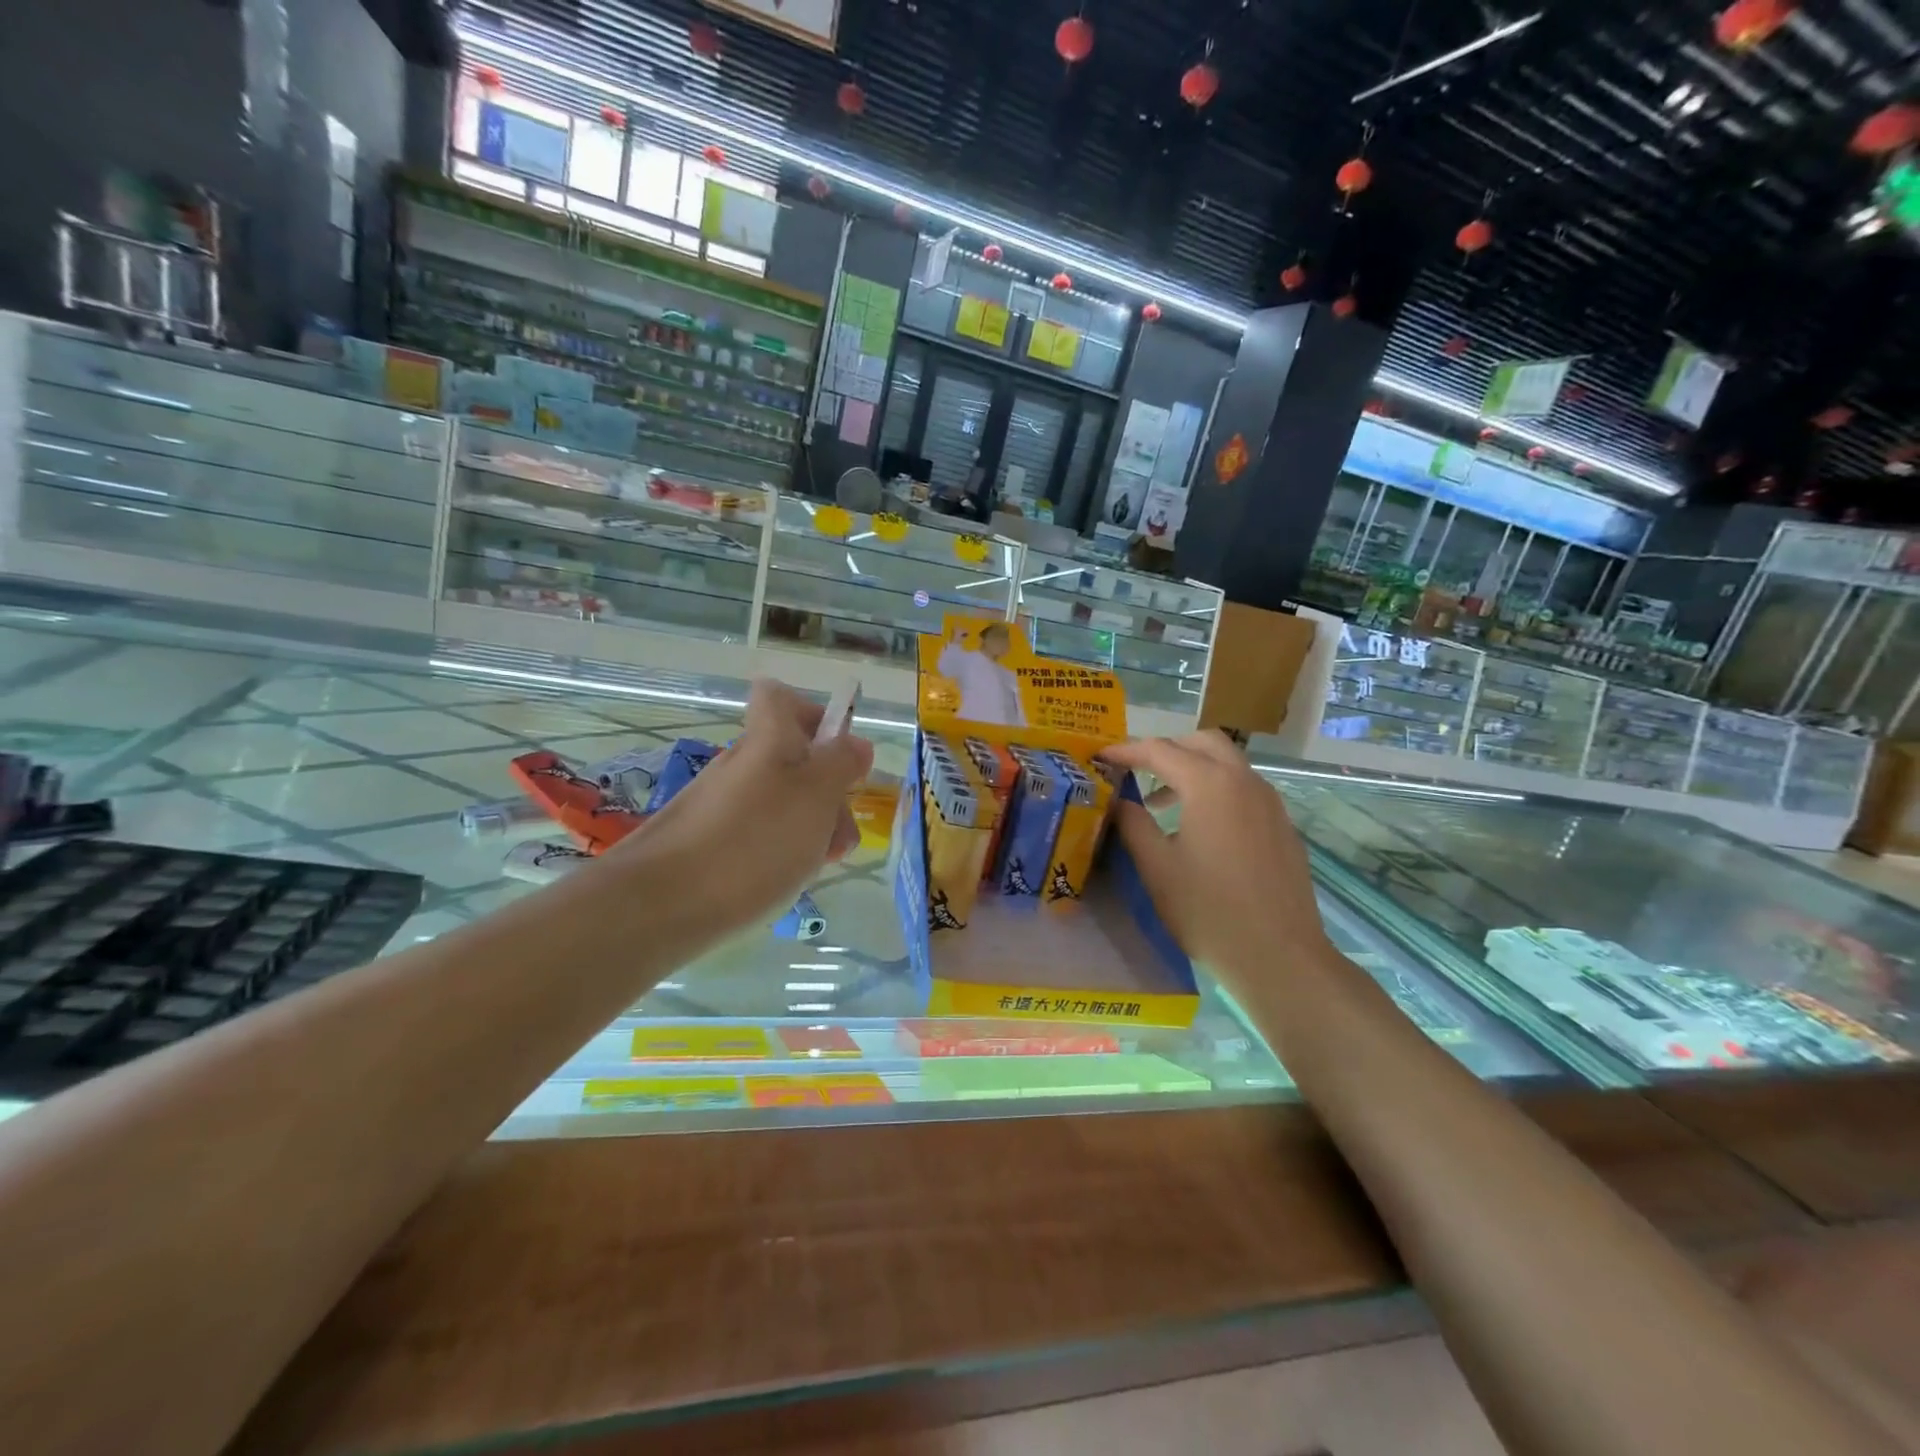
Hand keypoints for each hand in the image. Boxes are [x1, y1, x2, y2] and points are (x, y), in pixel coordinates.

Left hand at [612, 680, 872, 936]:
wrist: (662, 905)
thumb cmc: (754, 841)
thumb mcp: (817, 795)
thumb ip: (842, 763)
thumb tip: (855, 743)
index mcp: (768, 740)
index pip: (780, 697)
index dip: (814, 715)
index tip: (837, 753)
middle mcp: (742, 764)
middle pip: (793, 759)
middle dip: (828, 793)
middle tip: (840, 836)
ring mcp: (722, 804)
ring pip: (780, 802)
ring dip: (809, 827)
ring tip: (816, 866)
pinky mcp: (708, 842)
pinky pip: (756, 833)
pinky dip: (779, 851)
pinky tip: (783, 881)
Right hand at [1098, 732, 1332, 983]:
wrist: (1279, 956)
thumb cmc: (1208, 910)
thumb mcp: (1156, 867)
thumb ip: (1133, 824)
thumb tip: (1119, 800)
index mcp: (1209, 784)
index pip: (1159, 750)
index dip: (1125, 751)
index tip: (1100, 758)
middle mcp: (1244, 781)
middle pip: (1202, 742)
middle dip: (1166, 748)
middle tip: (1135, 770)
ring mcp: (1270, 802)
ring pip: (1228, 764)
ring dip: (1192, 769)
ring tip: (1161, 803)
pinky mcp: (1282, 826)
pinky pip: (1244, 790)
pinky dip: (1216, 790)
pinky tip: (1200, 829)